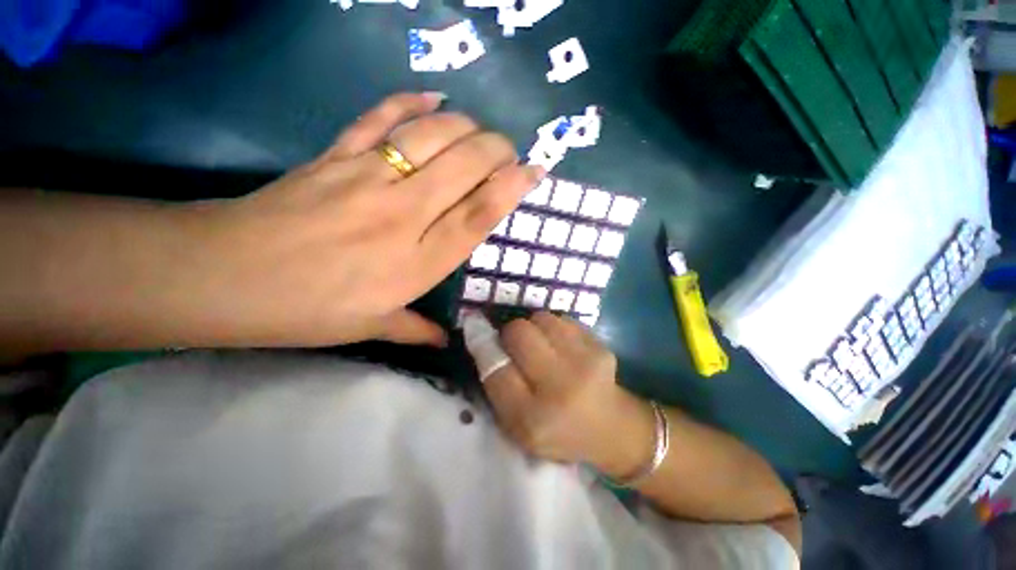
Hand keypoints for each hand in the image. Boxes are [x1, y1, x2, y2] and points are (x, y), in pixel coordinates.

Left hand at [181, 93, 544, 346]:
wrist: (225, 276)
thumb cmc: (306, 311)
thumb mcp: (369, 328)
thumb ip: (414, 330)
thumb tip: (445, 340)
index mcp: (417, 262)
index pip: (478, 216)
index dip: (510, 189)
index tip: (532, 172)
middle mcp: (403, 215)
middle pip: (463, 167)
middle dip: (496, 149)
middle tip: (509, 149)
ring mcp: (368, 179)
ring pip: (430, 137)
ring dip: (464, 125)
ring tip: (479, 128)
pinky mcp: (335, 156)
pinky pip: (379, 119)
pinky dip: (408, 101)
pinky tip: (432, 96)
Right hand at [483, 312, 656, 479]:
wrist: (611, 428)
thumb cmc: (556, 430)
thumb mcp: (517, 424)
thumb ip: (496, 384)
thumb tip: (480, 333)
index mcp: (532, 419)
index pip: (496, 369)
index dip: (483, 344)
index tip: (476, 327)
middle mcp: (559, 389)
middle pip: (519, 333)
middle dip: (510, 333)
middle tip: (516, 345)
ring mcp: (585, 363)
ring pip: (540, 319)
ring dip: (534, 328)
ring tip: (542, 346)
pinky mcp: (600, 346)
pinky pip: (562, 320)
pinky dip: (554, 328)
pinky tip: (562, 346)